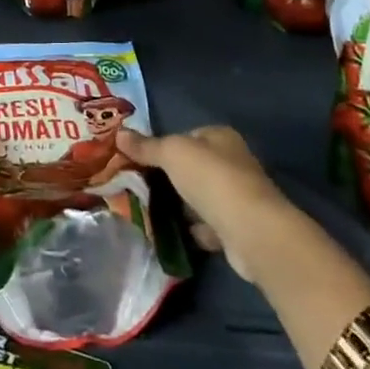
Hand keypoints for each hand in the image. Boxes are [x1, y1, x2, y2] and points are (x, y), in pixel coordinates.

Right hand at [114, 125, 292, 283]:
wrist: (250, 231)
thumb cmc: (211, 179)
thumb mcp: (172, 154)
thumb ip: (146, 146)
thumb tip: (119, 134)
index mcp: (221, 137)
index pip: (187, 136)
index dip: (164, 146)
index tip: (139, 161)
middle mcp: (233, 162)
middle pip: (192, 167)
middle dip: (169, 179)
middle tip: (139, 187)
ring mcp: (237, 197)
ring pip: (199, 197)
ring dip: (181, 206)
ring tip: (150, 212)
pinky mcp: (238, 227)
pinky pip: (208, 225)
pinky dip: (194, 230)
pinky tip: (174, 235)